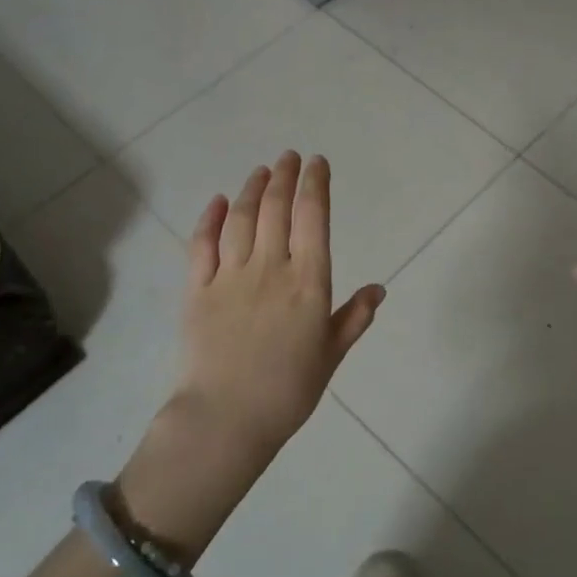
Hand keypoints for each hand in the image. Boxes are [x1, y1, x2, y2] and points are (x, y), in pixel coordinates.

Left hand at [117, 152, 383, 561]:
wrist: (225, 420)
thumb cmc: (288, 391)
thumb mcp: (331, 355)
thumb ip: (354, 318)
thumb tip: (379, 289)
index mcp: (307, 283)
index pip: (313, 218)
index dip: (315, 185)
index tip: (317, 164)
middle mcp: (270, 268)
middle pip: (276, 209)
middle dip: (284, 176)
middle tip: (289, 157)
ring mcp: (229, 276)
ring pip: (241, 218)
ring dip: (252, 189)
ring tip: (261, 171)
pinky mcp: (196, 289)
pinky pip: (202, 244)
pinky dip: (211, 218)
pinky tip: (220, 201)